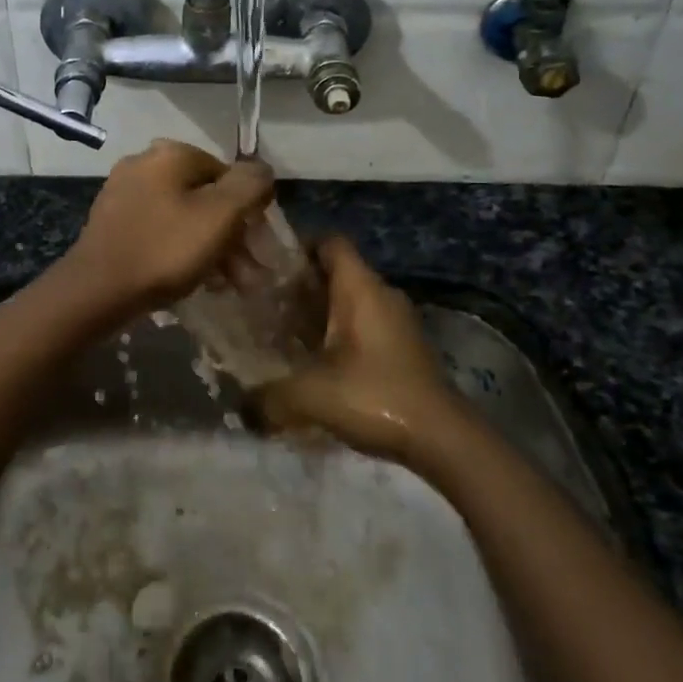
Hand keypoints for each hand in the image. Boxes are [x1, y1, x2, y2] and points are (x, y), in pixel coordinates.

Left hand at [61, 140, 275, 311]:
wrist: (96, 289)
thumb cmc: (165, 248)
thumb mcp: (220, 216)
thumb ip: (249, 186)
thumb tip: (263, 170)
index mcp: (171, 154)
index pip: (228, 174)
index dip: (250, 211)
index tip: (260, 248)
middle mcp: (145, 163)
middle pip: (205, 197)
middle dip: (232, 236)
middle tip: (249, 276)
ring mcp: (124, 192)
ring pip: (184, 217)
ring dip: (212, 248)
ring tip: (228, 286)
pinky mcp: (112, 221)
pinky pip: (160, 230)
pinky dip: (181, 251)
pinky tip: (195, 280)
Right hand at [255, 236, 460, 462]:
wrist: (443, 438)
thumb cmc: (375, 396)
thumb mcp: (311, 395)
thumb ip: (268, 397)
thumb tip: (240, 406)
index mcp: (360, 288)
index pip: (329, 242)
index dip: (297, 246)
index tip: (266, 266)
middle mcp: (380, 294)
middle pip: (334, 272)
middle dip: (298, 285)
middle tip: (262, 303)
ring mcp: (395, 321)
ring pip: (348, 301)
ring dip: (317, 312)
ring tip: (280, 332)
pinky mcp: (402, 347)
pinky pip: (362, 324)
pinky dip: (336, 334)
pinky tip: (313, 361)